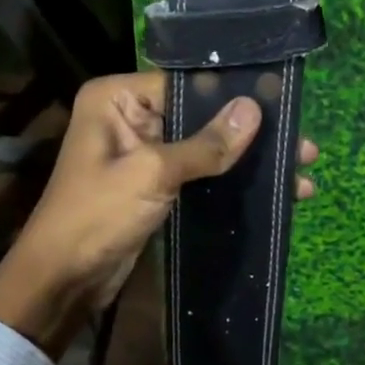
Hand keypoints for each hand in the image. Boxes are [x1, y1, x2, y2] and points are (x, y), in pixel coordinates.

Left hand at [0, 72, 317, 357]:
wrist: (63, 281)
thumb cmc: (97, 215)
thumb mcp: (152, 173)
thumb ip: (206, 144)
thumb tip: (255, 109)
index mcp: (116, 97)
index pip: (184, 83)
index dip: (232, 93)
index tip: (281, 102)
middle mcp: (128, 115)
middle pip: (199, 114)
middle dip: (248, 131)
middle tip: (301, 143)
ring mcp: (142, 150)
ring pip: (203, 145)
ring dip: (246, 158)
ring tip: (301, 168)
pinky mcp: (154, 183)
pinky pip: (198, 171)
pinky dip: (229, 178)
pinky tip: (269, 188)